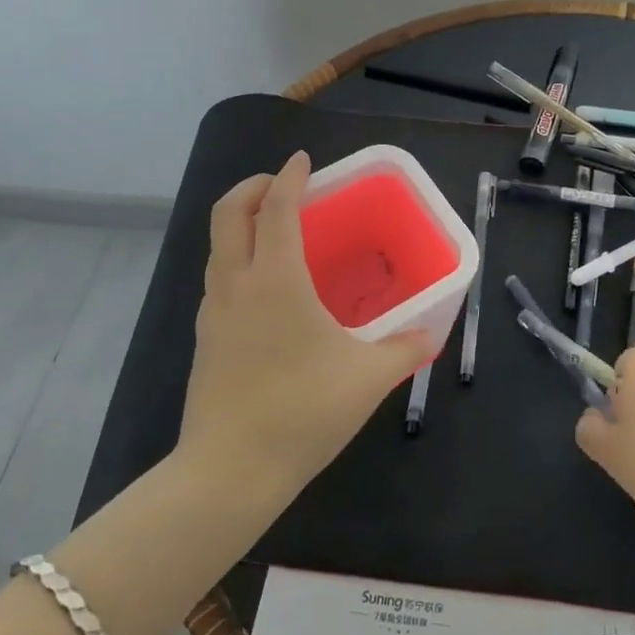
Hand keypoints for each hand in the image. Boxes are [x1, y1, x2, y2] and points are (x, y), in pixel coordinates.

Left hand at [178, 151, 430, 503]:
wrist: (229, 473)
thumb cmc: (301, 413)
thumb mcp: (366, 379)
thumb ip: (404, 350)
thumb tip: (431, 336)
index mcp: (275, 280)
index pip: (275, 208)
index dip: (288, 177)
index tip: (303, 161)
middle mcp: (236, 284)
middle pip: (229, 213)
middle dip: (252, 187)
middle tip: (282, 186)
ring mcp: (213, 311)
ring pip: (218, 246)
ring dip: (242, 223)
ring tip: (276, 231)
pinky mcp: (204, 339)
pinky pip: (218, 278)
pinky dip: (237, 259)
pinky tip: (266, 288)